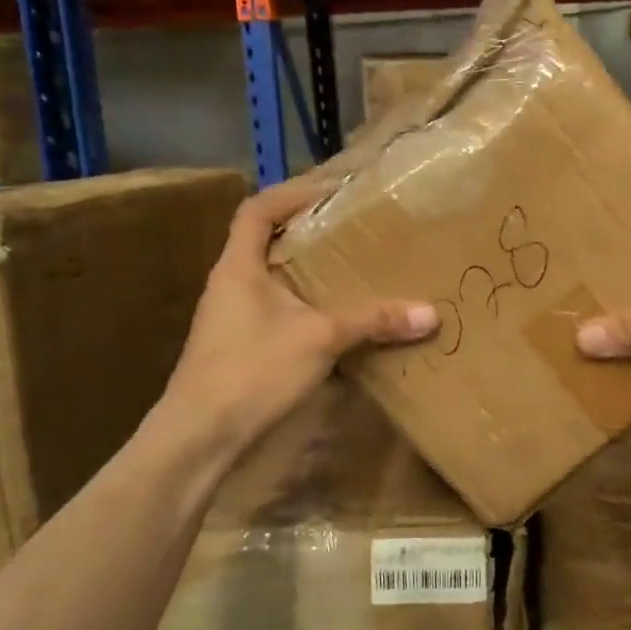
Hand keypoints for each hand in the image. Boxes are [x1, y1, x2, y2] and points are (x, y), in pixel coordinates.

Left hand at [162, 176, 438, 447]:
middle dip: (308, 233)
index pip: (257, 210)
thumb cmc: (252, 371)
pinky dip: (306, 308)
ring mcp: (231, 318)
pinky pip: (277, 312)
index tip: (332, 191)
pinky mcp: (239, 348)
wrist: (200, 438)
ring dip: (308, 273)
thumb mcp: (320, 339)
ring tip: (352, 272)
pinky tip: (336, 323)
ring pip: (273, 280)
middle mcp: (230, 285)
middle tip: (354, 231)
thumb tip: (431, 314)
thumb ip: (374, 322)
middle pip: (267, 242)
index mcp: (238, 266)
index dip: (291, 193)